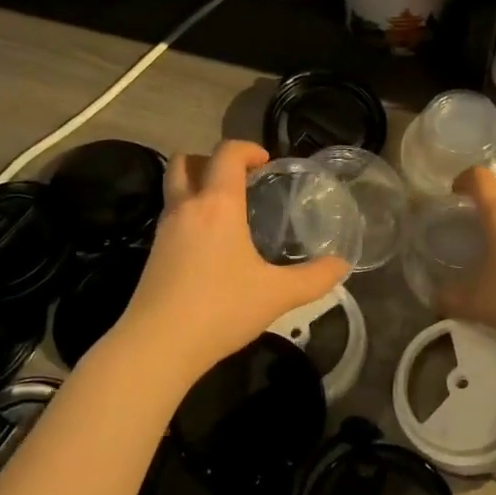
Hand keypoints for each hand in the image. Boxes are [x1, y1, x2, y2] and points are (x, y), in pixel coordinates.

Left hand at [112, 139, 348, 384]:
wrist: (157, 345)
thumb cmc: (221, 309)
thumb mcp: (277, 294)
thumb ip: (314, 278)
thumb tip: (342, 265)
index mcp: (218, 204)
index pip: (226, 153)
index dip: (247, 149)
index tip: (266, 162)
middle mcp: (187, 207)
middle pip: (186, 161)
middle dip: (211, 160)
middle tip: (238, 179)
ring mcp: (164, 230)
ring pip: (174, 188)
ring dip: (197, 185)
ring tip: (226, 210)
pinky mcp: (153, 254)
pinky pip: (171, 216)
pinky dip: (189, 214)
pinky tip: (210, 244)